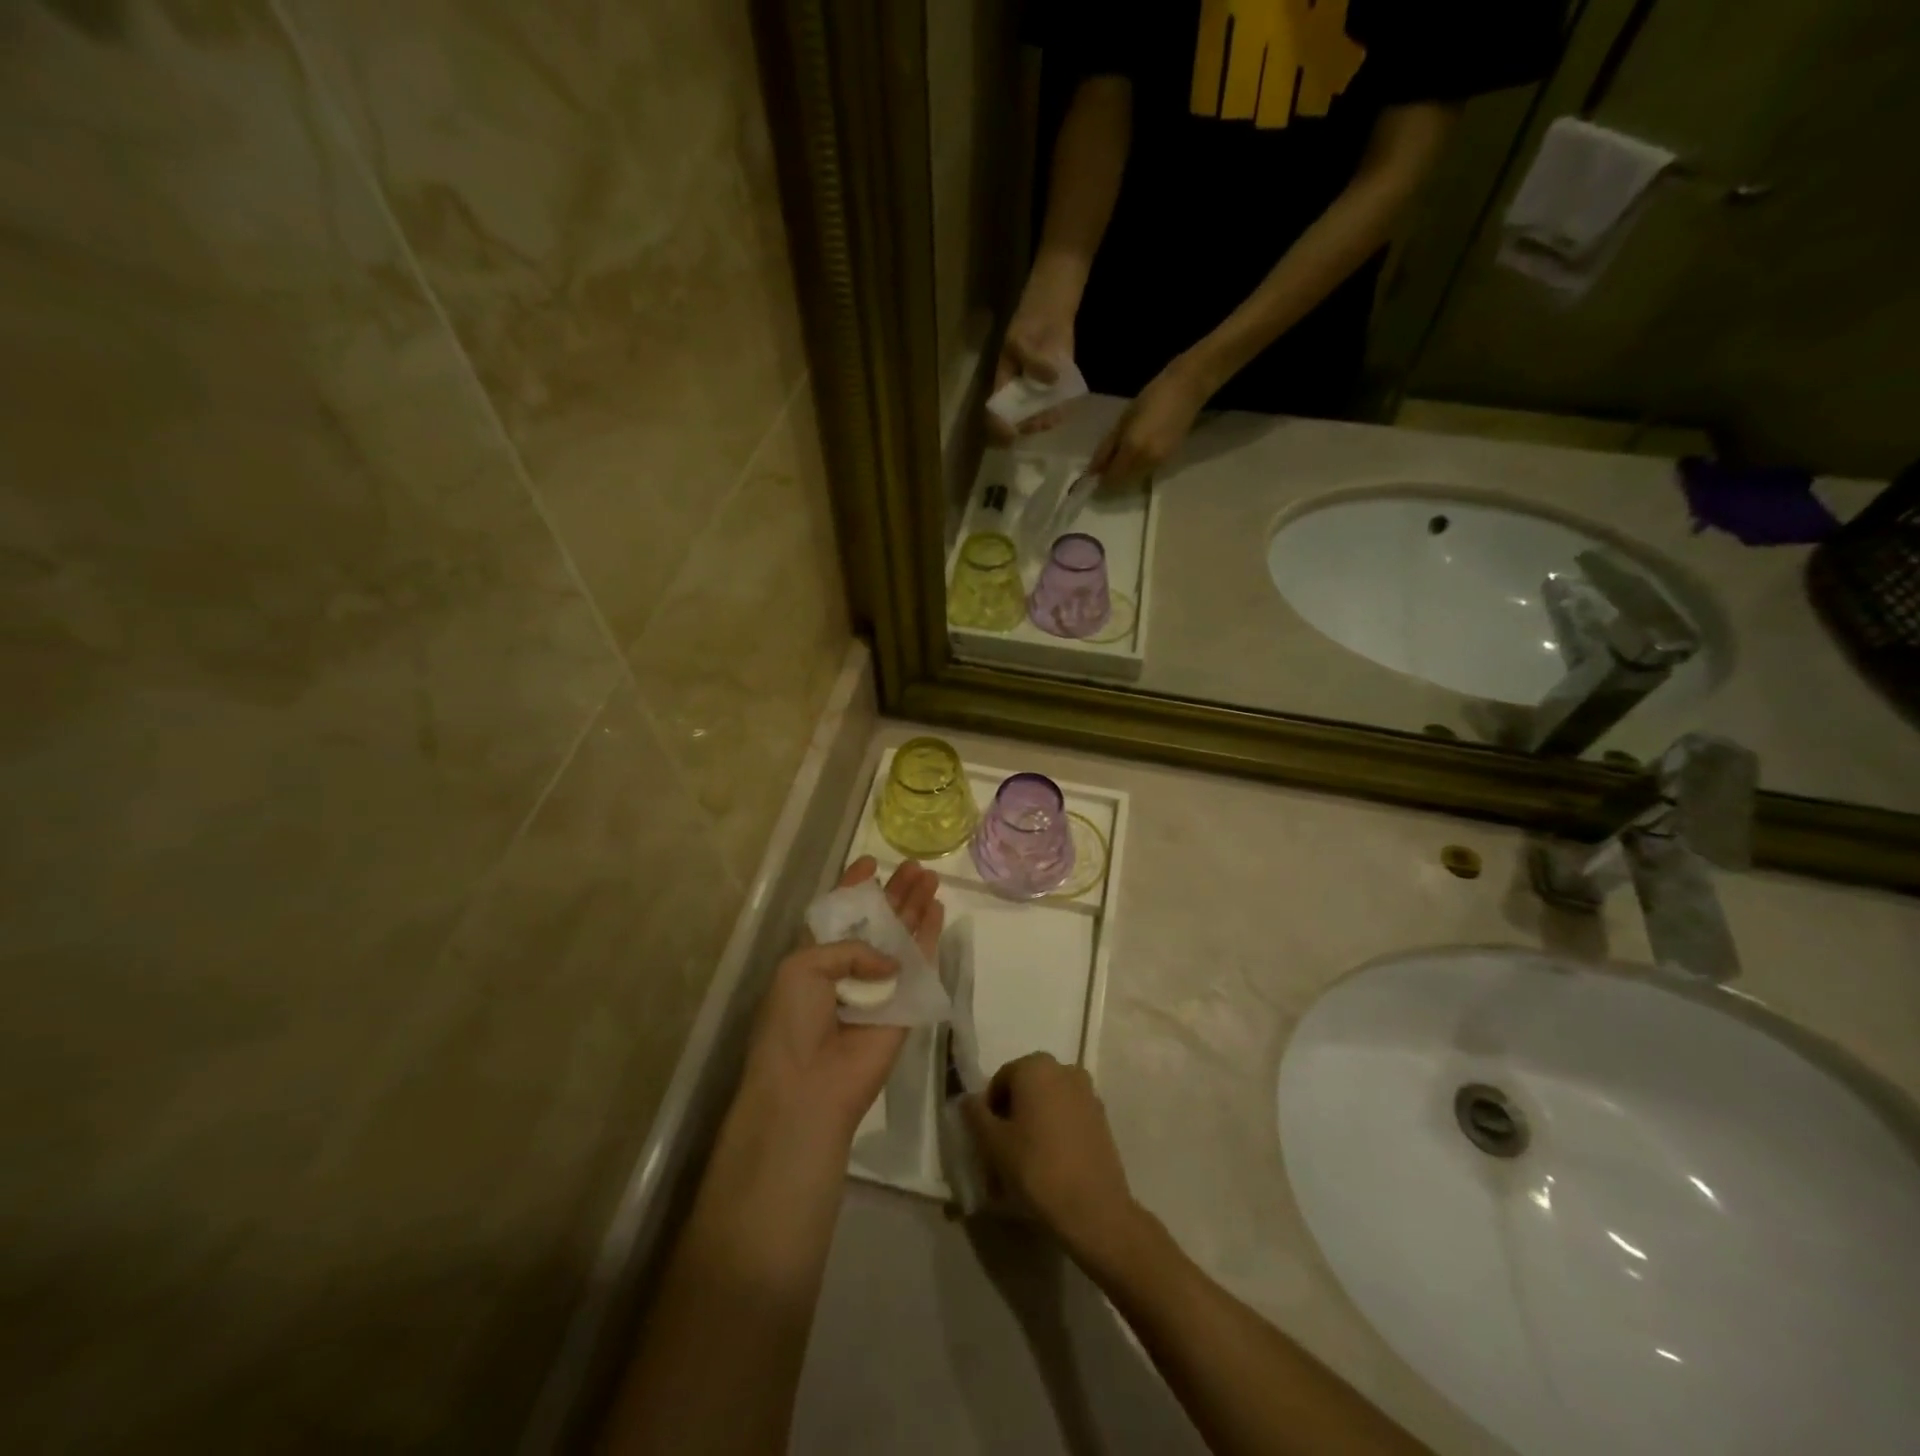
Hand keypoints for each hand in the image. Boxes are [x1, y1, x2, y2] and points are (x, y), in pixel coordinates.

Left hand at [735, 857, 944, 1145]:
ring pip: (903, 936)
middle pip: (878, 921)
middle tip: (914, 867)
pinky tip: (938, 910)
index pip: (840, 914)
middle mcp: (849, 968)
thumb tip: (890, 963)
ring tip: (930, 877)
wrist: (809, 1085)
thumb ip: (850, 947)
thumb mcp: (803, 966)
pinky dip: (930, 936)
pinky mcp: (906, 1003)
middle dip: (894, 892)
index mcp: (816, 956)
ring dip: (915, 907)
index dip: (854, 887)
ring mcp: (880, 985)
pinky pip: (922, 963)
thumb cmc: (792, 1020)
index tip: (870, 862)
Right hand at [964, 1053, 1147, 1268]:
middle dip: (1012, 1116)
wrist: (1094, 1208)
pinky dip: (1055, 1133)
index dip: (988, 1110)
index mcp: (1035, 1066)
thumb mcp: (993, 1143)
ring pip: (1047, 1104)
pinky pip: (1067, 1117)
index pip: (1000, 1081)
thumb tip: (967, 1099)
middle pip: (1026, 1089)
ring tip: (1025, 1164)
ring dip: (1033, 1125)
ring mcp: (1087, 1092)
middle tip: (1002, 1153)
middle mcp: (1063, 1069)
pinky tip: (1050, 1165)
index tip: (986, 1142)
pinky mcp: (1101, 1118)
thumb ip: (975, 1115)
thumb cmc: (1036, 1168)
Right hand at [989, 298, 1077, 441]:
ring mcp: (1038, 392)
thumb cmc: (1029, 323)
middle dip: (1029, 425)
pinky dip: (1061, 410)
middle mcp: (1020, 393)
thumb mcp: (1022, 339)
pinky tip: (1063, 409)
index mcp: (1005, 384)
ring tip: (1053, 417)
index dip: (1002, 426)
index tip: (1011, 433)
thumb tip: (1052, 380)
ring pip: (1039, 416)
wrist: (1050, 311)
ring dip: (1046, 420)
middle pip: (1021, 419)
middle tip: (1040, 423)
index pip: (998, 412)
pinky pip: (1057, 406)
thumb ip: (1033, 361)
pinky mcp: (1056, 387)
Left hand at [1090, 355, 1212, 485]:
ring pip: (1134, 480)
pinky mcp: (1168, 462)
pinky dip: (1135, 470)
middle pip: (1122, 483)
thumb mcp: (1123, 421)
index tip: (1091, 476)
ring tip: (1117, 460)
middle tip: (1102, 468)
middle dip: (1111, 480)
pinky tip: (1134, 456)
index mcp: (1132, 450)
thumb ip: (1107, 448)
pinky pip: (1146, 473)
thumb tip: (1093, 469)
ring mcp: (1159, 464)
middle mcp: (1146, 463)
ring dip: (1123, 476)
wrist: (1186, 390)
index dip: (1099, 481)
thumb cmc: (1151, 398)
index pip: (1111, 478)